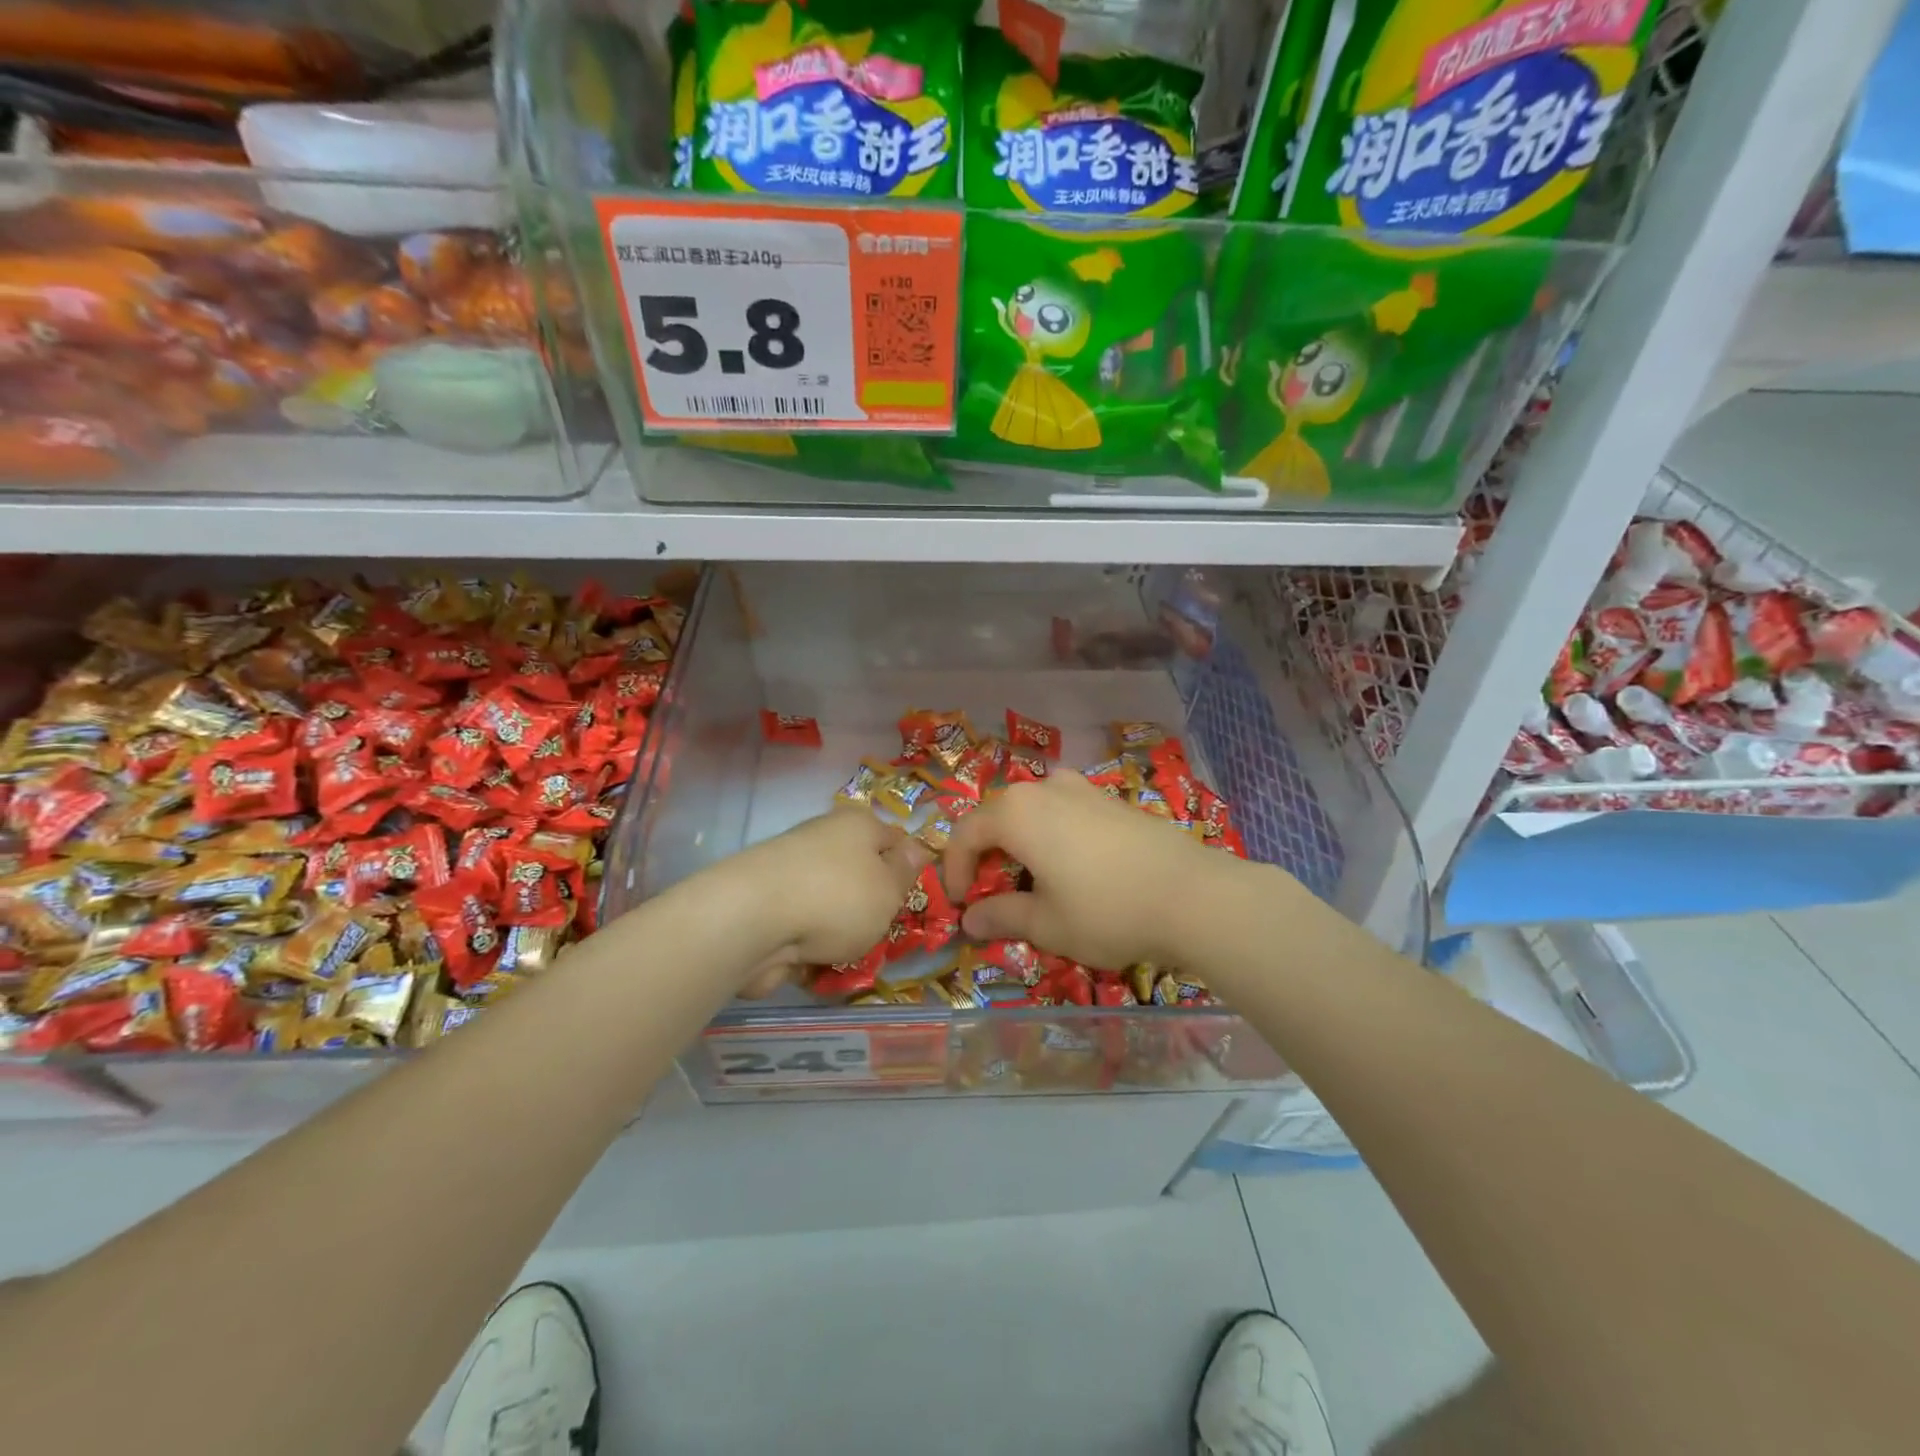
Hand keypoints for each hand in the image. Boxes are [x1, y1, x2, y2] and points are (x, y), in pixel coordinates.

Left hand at [722, 807, 927, 991]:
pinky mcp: (767, 903)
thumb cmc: (838, 898)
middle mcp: (823, 838)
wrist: (752, 921)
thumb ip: (906, 872)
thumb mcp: (889, 889)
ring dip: (839, 930)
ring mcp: (791, 870)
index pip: (894, 839)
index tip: (912, 900)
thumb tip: (916, 848)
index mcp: (857, 824)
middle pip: (860, 873)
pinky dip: (808, 944)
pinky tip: (813, 963)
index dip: (907, 868)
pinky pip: (801, 925)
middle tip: (882, 933)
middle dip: (871, 905)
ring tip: (846, 955)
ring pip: (831, 902)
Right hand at [941, 771, 1238, 969]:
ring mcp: (1082, 789)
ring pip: (1032, 813)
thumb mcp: (1046, 924)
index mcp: (1016, 813)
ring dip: (1021, 846)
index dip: (954, 870)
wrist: (1194, 895)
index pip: (965, 834)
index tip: (962, 905)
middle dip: (988, 857)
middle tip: (995, 896)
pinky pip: (1064, 813)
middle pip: (997, 817)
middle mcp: (1044, 788)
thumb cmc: (1106, 911)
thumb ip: (1001, 916)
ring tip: (1035, 884)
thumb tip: (970, 919)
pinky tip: (1075, 872)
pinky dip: (1052, 838)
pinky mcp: (1112, 800)